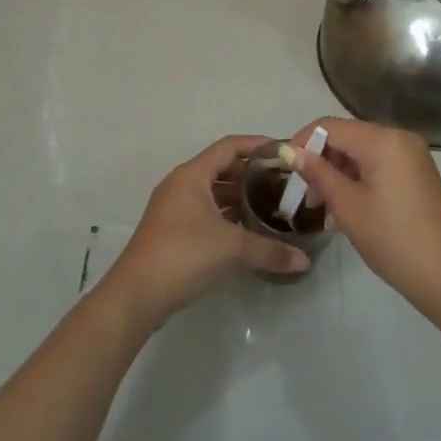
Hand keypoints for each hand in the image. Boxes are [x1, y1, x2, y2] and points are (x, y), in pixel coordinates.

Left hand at [105, 135, 309, 326]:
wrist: (136, 295)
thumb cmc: (183, 255)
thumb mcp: (231, 248)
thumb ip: (270, 250)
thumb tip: (304, 260)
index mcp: (192, 175)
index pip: (229, 146)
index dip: (257, 145)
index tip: (284, 151)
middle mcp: (181, 185)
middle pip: (222, 168)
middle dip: (252, 173)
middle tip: (283, 182)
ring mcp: (175, 209)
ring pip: (213, 192)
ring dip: (240, 197)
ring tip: (271, 206)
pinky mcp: (174, 231)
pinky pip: (207, 212)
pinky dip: (228, 216)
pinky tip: (249, 230)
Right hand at [288, 118, 440, 322]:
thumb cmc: (394, 240)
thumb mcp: (348, 207)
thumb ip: (318, 174)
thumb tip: (290, 152)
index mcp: (383, 139)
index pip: (329, 126)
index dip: (302, 143)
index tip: (284, 171)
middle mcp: (400, 138)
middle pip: (347, 138)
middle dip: (321, 162)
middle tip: (305, 198)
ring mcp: (413, 157)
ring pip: (362, 154)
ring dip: (338, 175)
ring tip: (324, 211)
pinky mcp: (418, 175)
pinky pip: (379, 166)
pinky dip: (359, 181)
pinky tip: (347, 212)